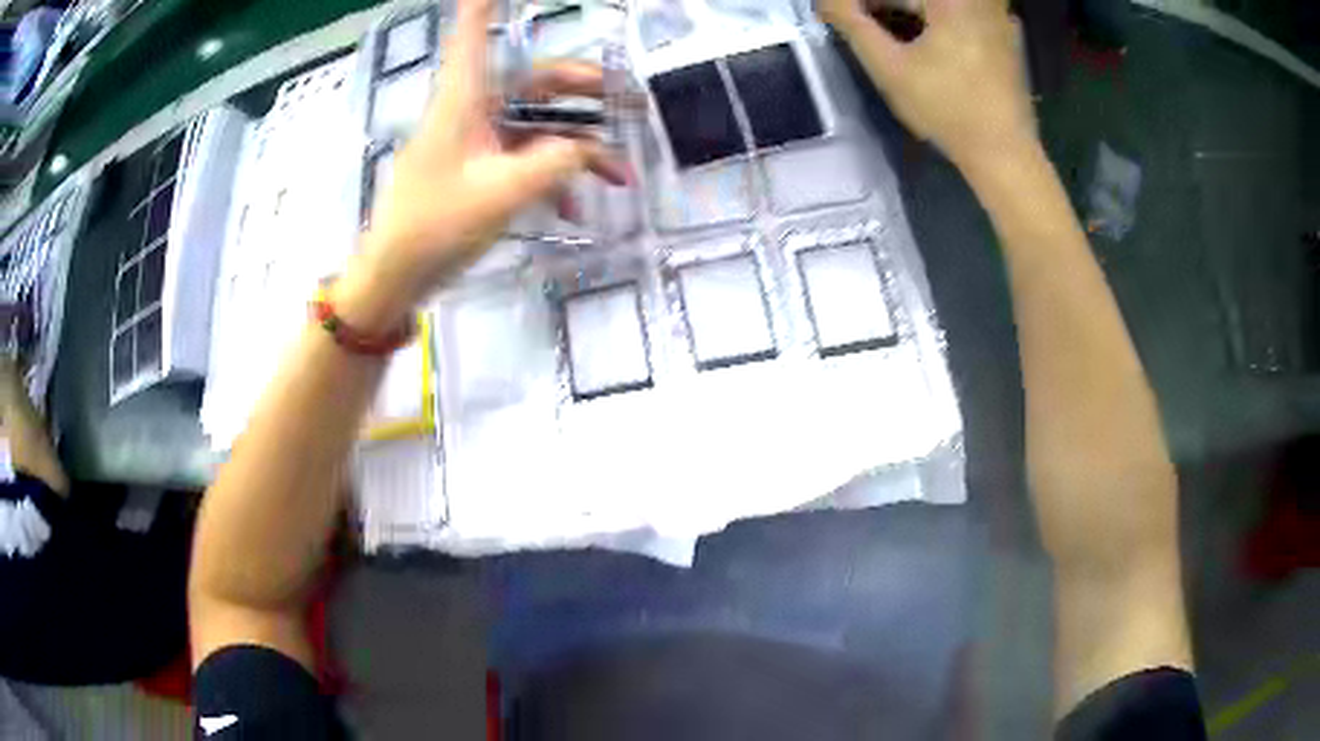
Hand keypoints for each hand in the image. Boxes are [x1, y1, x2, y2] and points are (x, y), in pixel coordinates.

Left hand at [337, 0, 627, 331]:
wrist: (393, 279)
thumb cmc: (435, 227)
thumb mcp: (503, 193)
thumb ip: (556, 163)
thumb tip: (592, 149)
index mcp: (464, 99)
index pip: (473, 32)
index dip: (485, 5)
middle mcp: (471, 110)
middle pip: (532, 80)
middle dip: (584, 88)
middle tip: (630, 100)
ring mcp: (475, 142)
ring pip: (536, 124)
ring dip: (577, 146)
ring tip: (619, 171)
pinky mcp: (477, 171)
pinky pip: (523, 160)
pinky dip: (551, 178)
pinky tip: (575, 207)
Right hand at [819, 0, 1036, 168]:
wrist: (1004, 153)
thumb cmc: (946, 110)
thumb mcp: (889, 67)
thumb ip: (851, 24)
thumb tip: (825, 1)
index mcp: (952, 0)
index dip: (862, 5)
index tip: (842, 16)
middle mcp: (980, 2)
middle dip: (884, 7)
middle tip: (860, 23)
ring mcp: (998, 16)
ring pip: (939, 6)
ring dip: (907, 13)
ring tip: (884, 31)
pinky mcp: (1006, 34)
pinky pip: (962, 14)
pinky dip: (936, 21)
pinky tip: (924, 41)